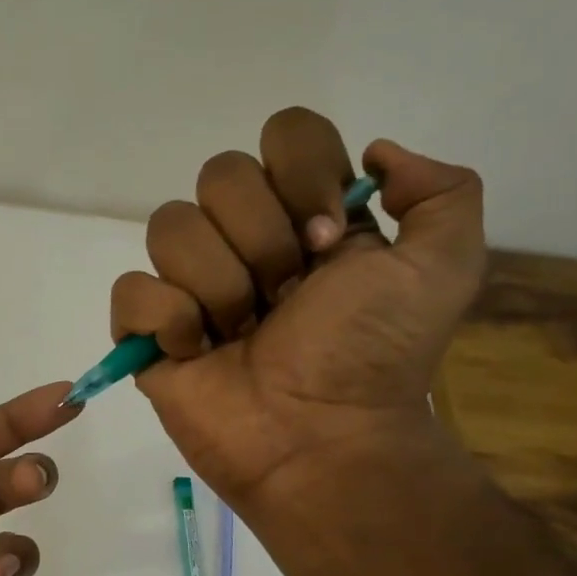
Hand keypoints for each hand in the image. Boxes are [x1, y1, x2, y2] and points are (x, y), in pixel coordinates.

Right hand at [111, 107, 484, 511]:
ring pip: (170, 227)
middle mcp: (243, 240)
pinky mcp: (147, 332)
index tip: (327, 240)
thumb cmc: (375, 357)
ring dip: (219, 286)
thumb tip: (373, 156)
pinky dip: (166, 319)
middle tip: (287, 298)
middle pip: (218, 175)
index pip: (283, 135)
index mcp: (304, 216)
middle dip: (262, 241)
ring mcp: (189, 285)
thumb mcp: (444, 267)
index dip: (302, 174)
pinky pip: (132, 290)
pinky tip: (195, 351)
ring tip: (242, 333)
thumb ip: (442, 191)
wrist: (323, 441)